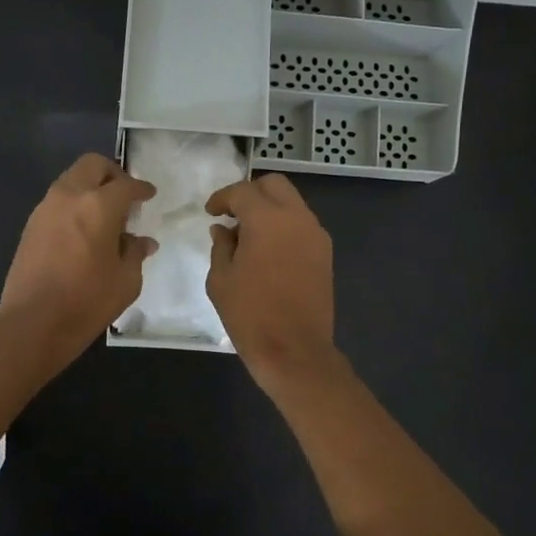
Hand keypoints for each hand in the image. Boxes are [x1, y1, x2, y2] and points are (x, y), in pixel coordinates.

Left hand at [0, 153, 156, 365]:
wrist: (33, 324)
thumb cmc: (87, 302)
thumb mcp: (126, 281)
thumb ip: (135, 253)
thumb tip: (142, 242)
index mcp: (98, 206)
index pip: (126, 185)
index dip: (141, 189)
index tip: (149, 194)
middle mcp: (69, 197)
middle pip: (92, 165)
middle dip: (112, 174)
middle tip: (125, 196)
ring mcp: (45, 209)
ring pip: (71, 180)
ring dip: (90, 188)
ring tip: (105, 216)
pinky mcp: (30, 226)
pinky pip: (57, 201)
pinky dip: (74, 205)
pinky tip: (84, 232)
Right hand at [205, 174, 341, 392]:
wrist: (294, 350)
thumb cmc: (250, 314)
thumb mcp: (221, 279)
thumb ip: (221, 246)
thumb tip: (224, 229)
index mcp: (268, 219)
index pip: (242, 191)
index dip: (222, 198)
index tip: (210, 212)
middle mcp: (297, 218)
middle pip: (274, 185)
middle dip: (250, 193)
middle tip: (232, 214)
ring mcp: (316, 235)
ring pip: (292, 203)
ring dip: (270, 209)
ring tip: (248, 235)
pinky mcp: (325, 253)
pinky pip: (302, 225)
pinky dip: (284, 226)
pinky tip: (268, 250)